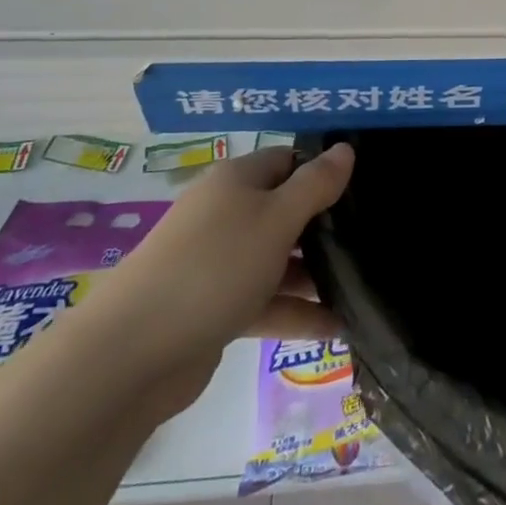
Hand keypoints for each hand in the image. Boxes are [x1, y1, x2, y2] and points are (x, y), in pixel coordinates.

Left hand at [62, 144, 354, 419]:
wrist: (131, 354)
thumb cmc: (214, 267)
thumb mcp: (276, 219)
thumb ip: (315, 184)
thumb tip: (345, 149)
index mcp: (237, 181)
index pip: (289, 160)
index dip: (324, 170)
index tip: (365, 189)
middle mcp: (226, 214)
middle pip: (285, 210)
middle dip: (326, 226)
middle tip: (374, 239)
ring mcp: (218, 263)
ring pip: (277, 259)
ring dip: (316, 274)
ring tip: (366, 287)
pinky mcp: (214, 308)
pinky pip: (265, 301)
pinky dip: (296, 312)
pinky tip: (338, 328)